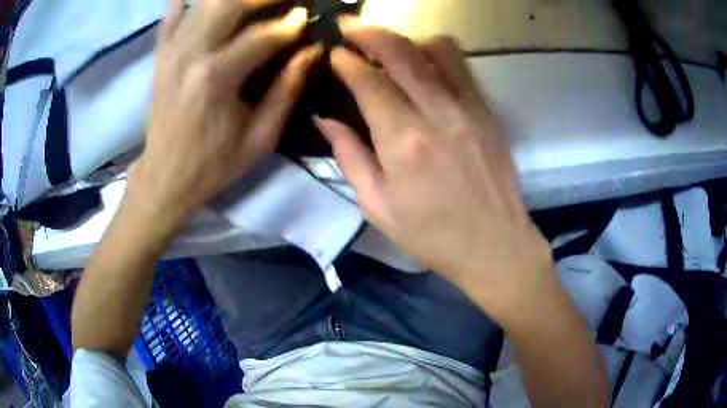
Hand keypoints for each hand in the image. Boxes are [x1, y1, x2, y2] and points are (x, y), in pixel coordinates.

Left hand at [131, 0, 321, 224]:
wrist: (164, 176)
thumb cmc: (213, 164)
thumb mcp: (260, 139)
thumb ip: (287, 91)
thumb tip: (312, 52)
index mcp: (216, 80)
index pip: (262, 35)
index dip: (290, 23)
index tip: (307, 17)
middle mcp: (191, 55)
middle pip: (229, 3)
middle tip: (284, 0)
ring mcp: (171, 51)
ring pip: (203, 2)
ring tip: (253, 2)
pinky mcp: (160, 54)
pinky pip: (171, 12)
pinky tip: (204, 2)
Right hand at [315, 24, 553, 318]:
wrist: (494, 245)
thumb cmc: (432, 235)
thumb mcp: (378, 207)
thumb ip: (350, 157)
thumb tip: (327, 119)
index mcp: (404, 143)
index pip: (370, 83)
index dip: (348, 63)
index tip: (335, 53)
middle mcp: (438, 115)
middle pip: (402, 54)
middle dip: (371, 33)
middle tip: (350, 26)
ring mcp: (469, 110)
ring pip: (436, 51)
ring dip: (406, 40)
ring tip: (387, 44)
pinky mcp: (487, 113)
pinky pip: (462, 68)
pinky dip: (437, 54)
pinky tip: (423, 62)